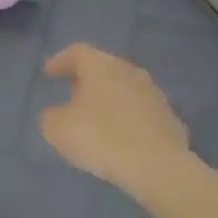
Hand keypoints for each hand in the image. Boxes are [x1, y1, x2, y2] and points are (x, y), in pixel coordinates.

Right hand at [40, 44, 189, 198]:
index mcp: (100, 66)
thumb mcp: (59, 129)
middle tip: (72, 94)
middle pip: (103, 68)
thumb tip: (56, 114)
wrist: (157, 165)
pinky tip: (121, 138)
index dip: (60, 61)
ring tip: (96, 119)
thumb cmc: (101, 138)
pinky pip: (140, 112)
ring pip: (124, 89)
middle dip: (86, 80)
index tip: (48, 73)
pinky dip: (127, 119)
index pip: (77, 52)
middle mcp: (129, 70)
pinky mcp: (169, 117)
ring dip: (109, 100)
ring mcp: (153, 93)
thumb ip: (51, 117)